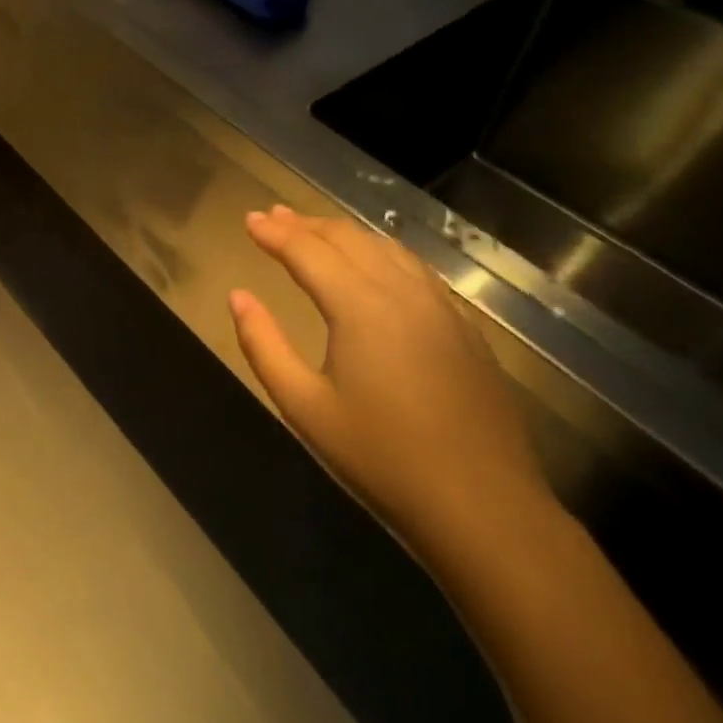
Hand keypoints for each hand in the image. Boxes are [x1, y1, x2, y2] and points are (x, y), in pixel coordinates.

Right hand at [229, 206, 552, 558]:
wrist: (485, 507)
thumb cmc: (382, 457)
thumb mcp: (304, 406)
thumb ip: (263, 344)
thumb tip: (238, 296)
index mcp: (360, 306)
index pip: (307, 251)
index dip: (274, 233)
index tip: (248, 219)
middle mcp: (402, 292)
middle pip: (347, 239)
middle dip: (305, 224)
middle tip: (272, 216)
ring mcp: (440, 307)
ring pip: (384, 248)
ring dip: (342, 233)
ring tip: (313, 230)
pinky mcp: (464, 327)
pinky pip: (413, 268)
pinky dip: (379, 252)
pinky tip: (372, 263)